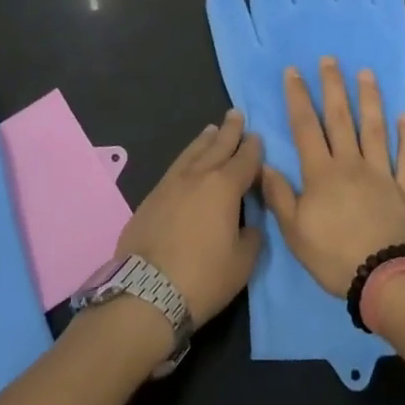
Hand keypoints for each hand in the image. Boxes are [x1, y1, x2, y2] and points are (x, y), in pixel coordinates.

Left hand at [114, 110, 263, 324]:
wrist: (146, 291)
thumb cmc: (203, 277)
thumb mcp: (242, 263)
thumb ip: (251, 236)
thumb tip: (249, 224)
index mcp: (225, 187)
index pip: (245, 160)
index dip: (253, 148)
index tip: (258, 136)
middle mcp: (198, 177)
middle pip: (217, 146)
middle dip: (229, 130)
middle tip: (236, 113)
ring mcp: (170, 185)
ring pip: (191, 153)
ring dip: (204, 140)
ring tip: (211, 129)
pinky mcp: (151, 198)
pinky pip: (175, 168)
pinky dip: (186, 158)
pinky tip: (187, 161)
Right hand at [260, 58, 404, 296]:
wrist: (388, 279)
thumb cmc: (335, 257)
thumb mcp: (295, 232)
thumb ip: (279, 196)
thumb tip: (264, 164)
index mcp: (321, 173)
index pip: (305, 127)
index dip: (298, 97)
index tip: (293, 71)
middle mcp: (351, 164)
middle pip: (341, 118)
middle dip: (333, 87)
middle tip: (330, 59)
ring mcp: (382, 174)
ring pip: (375, 129)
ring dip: (370, 99)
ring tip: (366, 74)